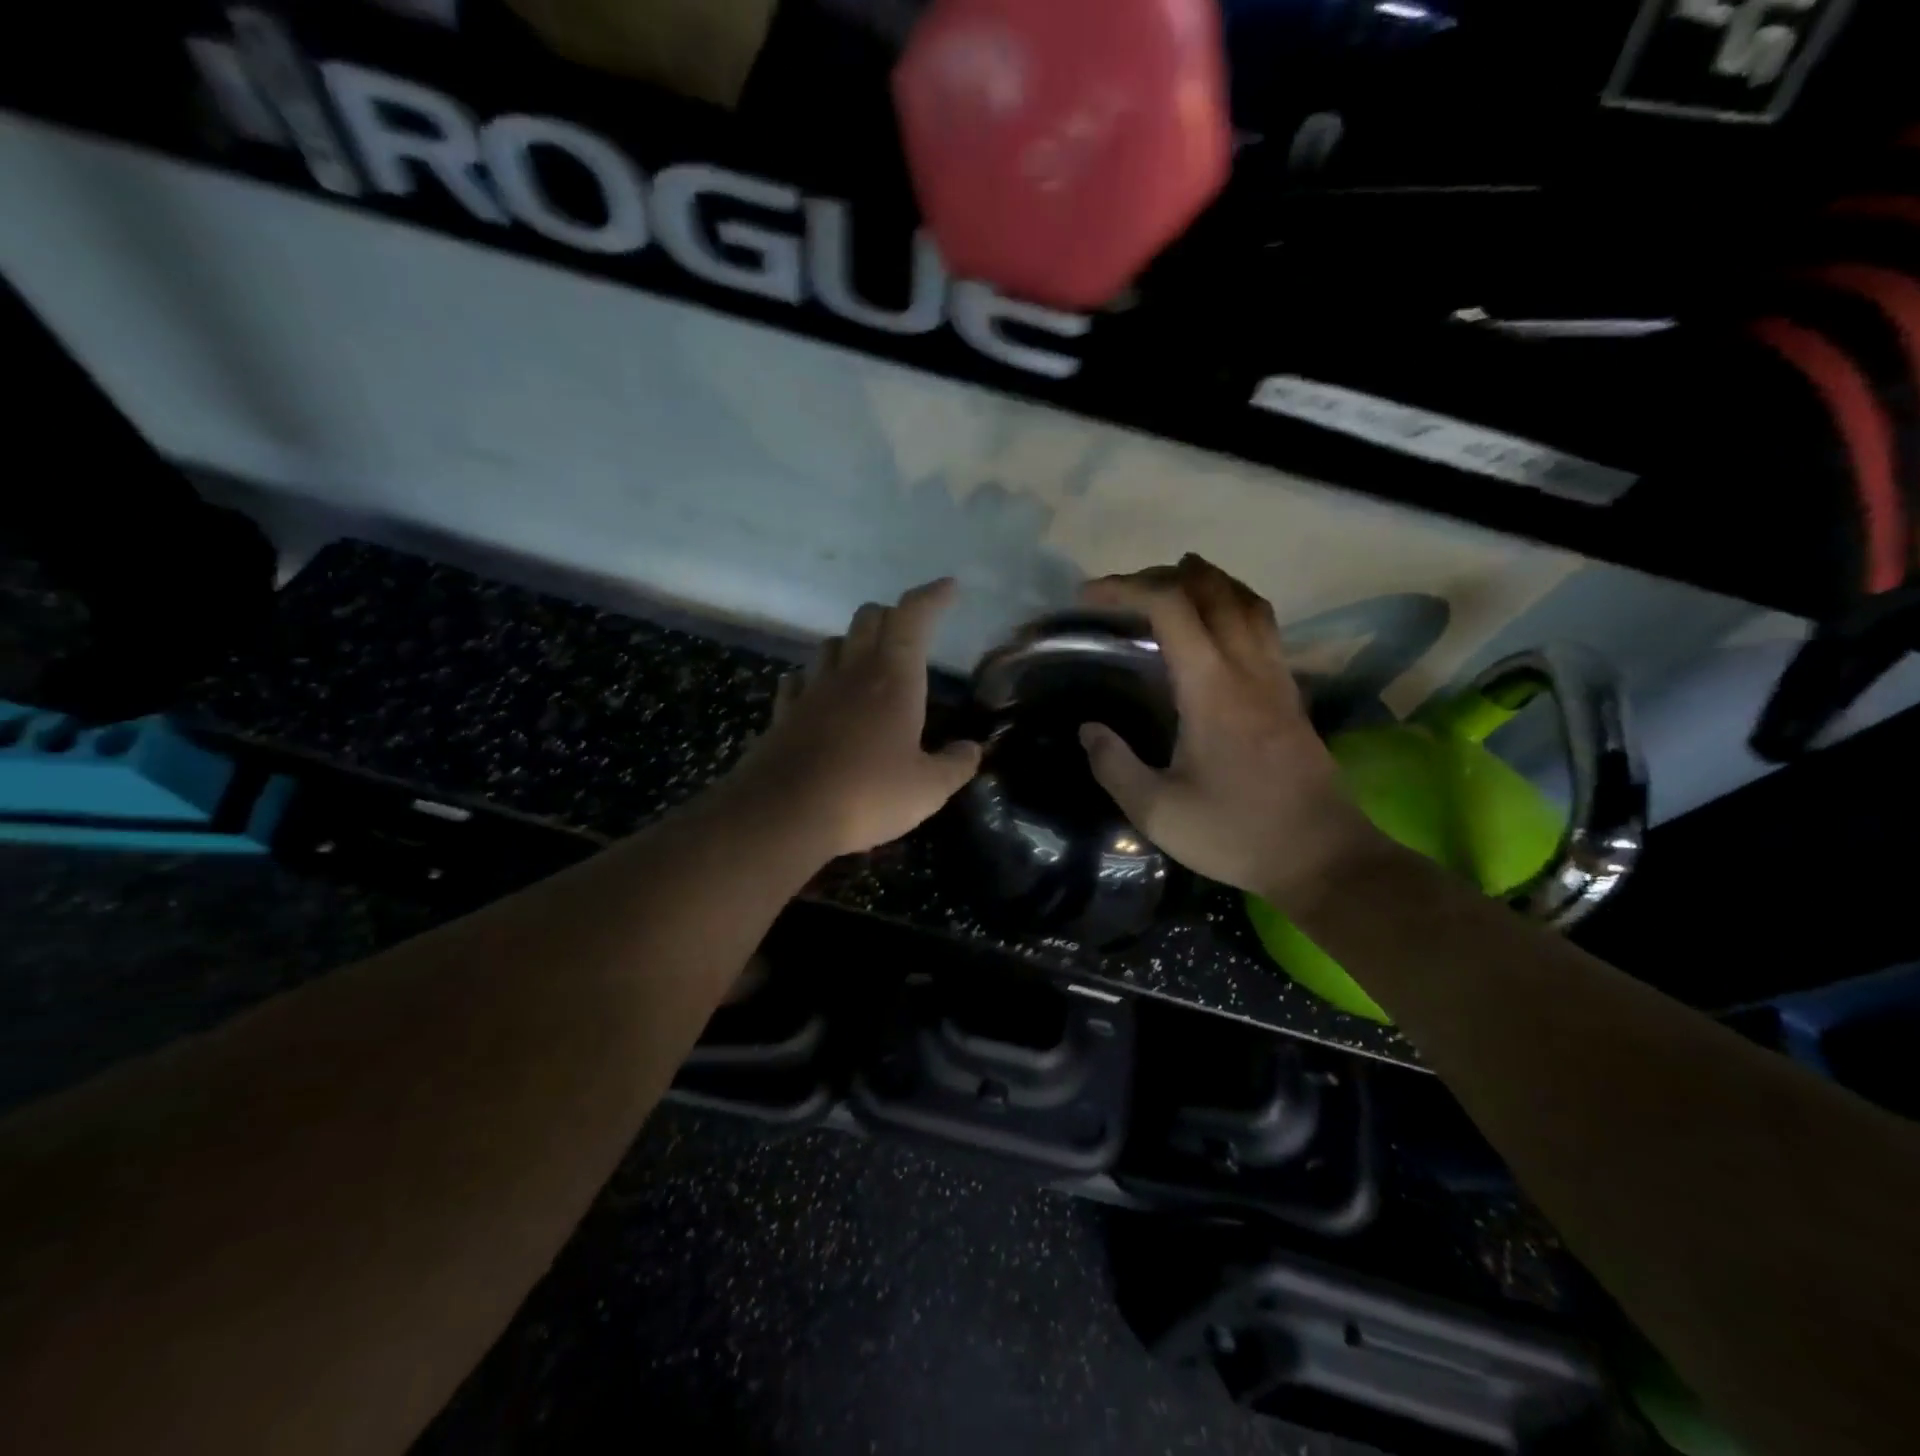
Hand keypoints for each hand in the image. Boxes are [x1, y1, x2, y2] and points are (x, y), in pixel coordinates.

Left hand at [728, 579, 981, 857]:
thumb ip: (956, 765)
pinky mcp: (783, 713)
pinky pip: (799, 680)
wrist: (784, 814)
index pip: (913, 617)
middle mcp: (851, 672)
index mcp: (893, 678)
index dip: (932, 596)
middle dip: (892, 615)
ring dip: (852, 644)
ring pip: (831, 644)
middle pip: (868, 618)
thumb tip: (972, 750)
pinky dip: (815, 679)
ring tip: (866, 664)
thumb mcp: (928, 789)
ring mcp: (812, 690)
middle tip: (909, 632)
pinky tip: (819, 695)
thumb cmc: (867, 795)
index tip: (949, 587)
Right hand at [1078, 555, 1381, 906]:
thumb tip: (1089, 729)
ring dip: (1205, 581)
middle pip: (1211, 589)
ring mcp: (1276, 677)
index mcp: (1211, 688)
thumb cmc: (1235, 833)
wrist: (1321, 856)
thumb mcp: (1157, 812)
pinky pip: (1264, 625)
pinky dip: (1233, 605)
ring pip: (1246, 600)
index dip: (1126, 588)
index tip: (1089, 598)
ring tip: (1170, 586)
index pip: (1170, 606)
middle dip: (1161, 575)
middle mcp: (1247, 668)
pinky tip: (1216, 627)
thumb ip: (1115, 766)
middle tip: (1122, 591)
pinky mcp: (1291, 693)